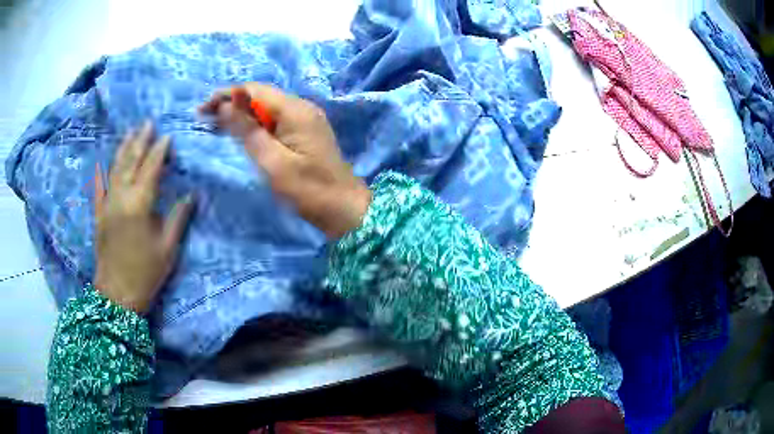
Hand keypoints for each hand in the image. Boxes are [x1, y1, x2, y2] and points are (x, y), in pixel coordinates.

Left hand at [93, 122, 192, 312]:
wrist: (117, 295)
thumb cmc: (146, 273)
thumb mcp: (167, 248)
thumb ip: (178, 218)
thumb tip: (190, 196)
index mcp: (139, 204)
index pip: (151, 169)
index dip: (159, 151)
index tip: (167, 136)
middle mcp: (121, 197)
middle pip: (131, 161)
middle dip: (140, 140)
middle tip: (147, 123)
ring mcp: (107, 204)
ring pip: (115, 168)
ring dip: (123, 148)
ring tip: (131, 132)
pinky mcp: (99, 214)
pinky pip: (100, 187)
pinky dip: (102, 173)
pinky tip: (103, 162)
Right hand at [200, 83, 370, 238]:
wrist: (345, 209)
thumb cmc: (308, 190)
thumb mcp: (273, 163)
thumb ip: (248, 131)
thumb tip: (227, 104)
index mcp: (295, 110)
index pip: (254, 90)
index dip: (226, 95)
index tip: (202, 110)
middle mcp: (302, 107)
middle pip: (261, 95)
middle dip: (232, 103)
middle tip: (206, 118)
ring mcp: (306, 118)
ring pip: (267, 107)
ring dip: (242, 113)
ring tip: (218, 124)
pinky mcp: (306, 131)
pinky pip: (276, 119)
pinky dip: (256, 123)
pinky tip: (243, 133)